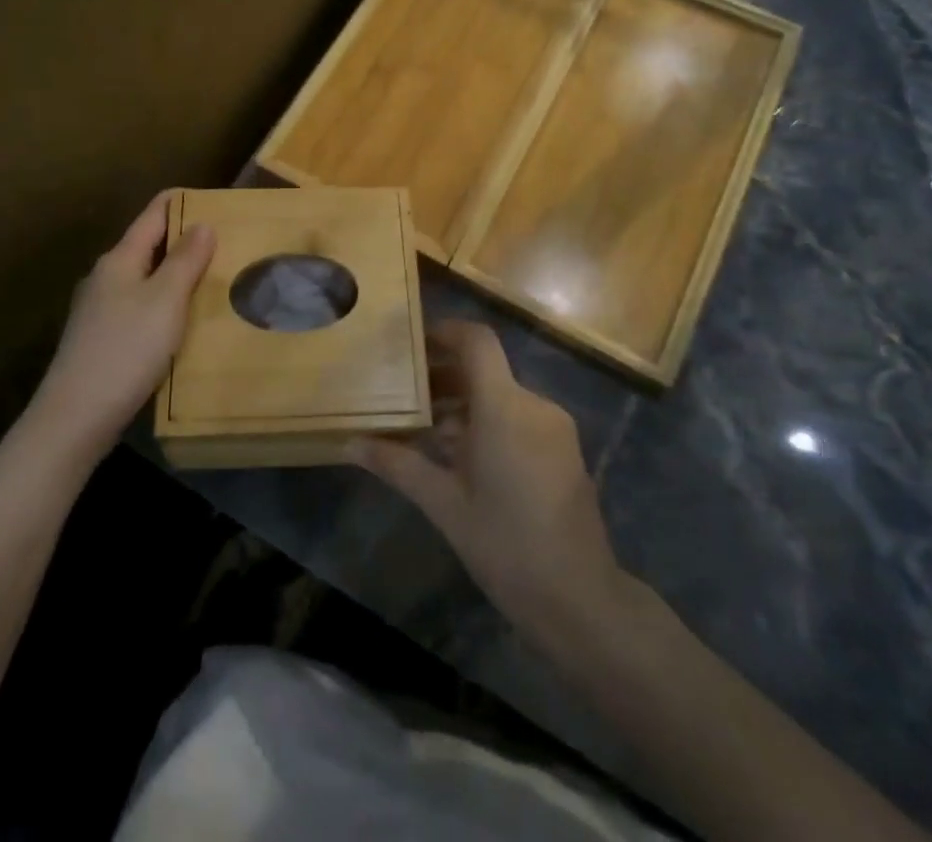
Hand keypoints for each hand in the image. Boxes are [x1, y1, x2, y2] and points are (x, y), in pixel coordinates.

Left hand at [25, 191, 214, 469]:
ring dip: (174, 275)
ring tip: (210, 282)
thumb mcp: (166, 300)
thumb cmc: (126, 349)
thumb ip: (185, 260)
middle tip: (225, 245)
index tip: (216, 201)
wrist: (75, 417)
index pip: (153, 214)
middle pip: (148, 245)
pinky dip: (163, 304)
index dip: (183, 203)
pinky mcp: (100, 338)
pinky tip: (180, 323)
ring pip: (144, 279)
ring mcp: (99, 309)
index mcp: (120, 259)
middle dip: (184, 241)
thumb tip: (202, 223)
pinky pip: (138, 307)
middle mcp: (105, 276)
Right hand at [351, 320, 623, 635]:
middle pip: (485, 369)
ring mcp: (554, 426)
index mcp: (504, 407)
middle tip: (406, 395)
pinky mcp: (564, 448)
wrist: (580, 599)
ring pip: (501, 395)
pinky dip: (489, 422)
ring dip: (464, 403)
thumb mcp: (444, 504)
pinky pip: (519, 417)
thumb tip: (350, 444)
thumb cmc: (505, 546)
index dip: (445, 332)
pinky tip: (464, 456)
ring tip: (428, 431)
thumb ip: (398, 465)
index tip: (413, 344)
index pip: (477, 341)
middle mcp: (533, 404)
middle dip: (444, 375)